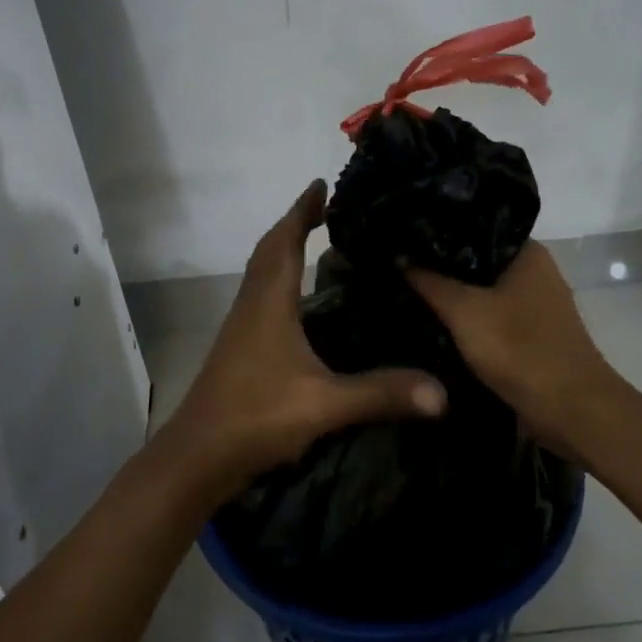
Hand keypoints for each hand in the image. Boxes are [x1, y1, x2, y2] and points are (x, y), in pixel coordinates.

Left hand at [155, 181, 446, 504]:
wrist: (198, 456)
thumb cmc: (256, 417)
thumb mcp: (324, 405)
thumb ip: (381, 394)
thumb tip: (442, 391)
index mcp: (269, 303)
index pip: (285, 242)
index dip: (302, 211)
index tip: (320, 185)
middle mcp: (251, 305)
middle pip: (269, 250)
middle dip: (294, 223)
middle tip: (324, 208)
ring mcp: (241, 327)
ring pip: (261, 273)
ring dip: (283, 250)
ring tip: (315, 242)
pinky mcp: (238, 348)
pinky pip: (260, 295)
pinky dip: (279, 280)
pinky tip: (298, 302)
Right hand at [406, 242, 620, 455]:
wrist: (571, 411)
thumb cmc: (519, 349)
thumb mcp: (464, 311)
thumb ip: (429, 281)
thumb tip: (398, 255)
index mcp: (527, 252)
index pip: (474, 227)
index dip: (437, 231)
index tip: (401, 235)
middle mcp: (534, 271)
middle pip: (476, 260)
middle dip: (439, 265)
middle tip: (395, 263)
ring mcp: (534, 305)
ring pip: (481, 290)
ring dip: (451, 295)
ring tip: (405, 288)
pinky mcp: (530, 335)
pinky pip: (489, 316)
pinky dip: (465, 319)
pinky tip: (432, 321)